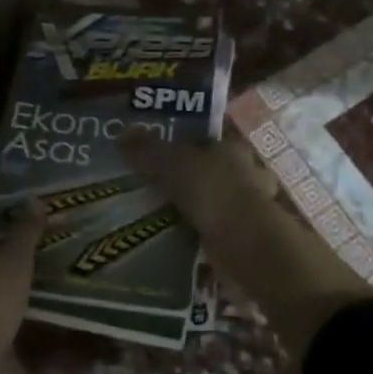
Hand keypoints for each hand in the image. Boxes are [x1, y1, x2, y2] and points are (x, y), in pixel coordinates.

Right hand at [121, 127, 278, 232]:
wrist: (243, 241)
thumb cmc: (211, 189)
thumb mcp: (171, 162)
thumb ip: (147, 149)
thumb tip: (122, 133)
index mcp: (231, 148)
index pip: (207, 141)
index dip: (185, 146)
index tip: (161, 155)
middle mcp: (246, 173)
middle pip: (213, 171)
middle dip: (192, 179)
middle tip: (159, 187)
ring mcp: (250, 207)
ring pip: (217, 201)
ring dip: (198, 208)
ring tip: (164, 215)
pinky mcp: (246, 236)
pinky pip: (216, 229)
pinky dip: (201, 233)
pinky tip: (180, 238)